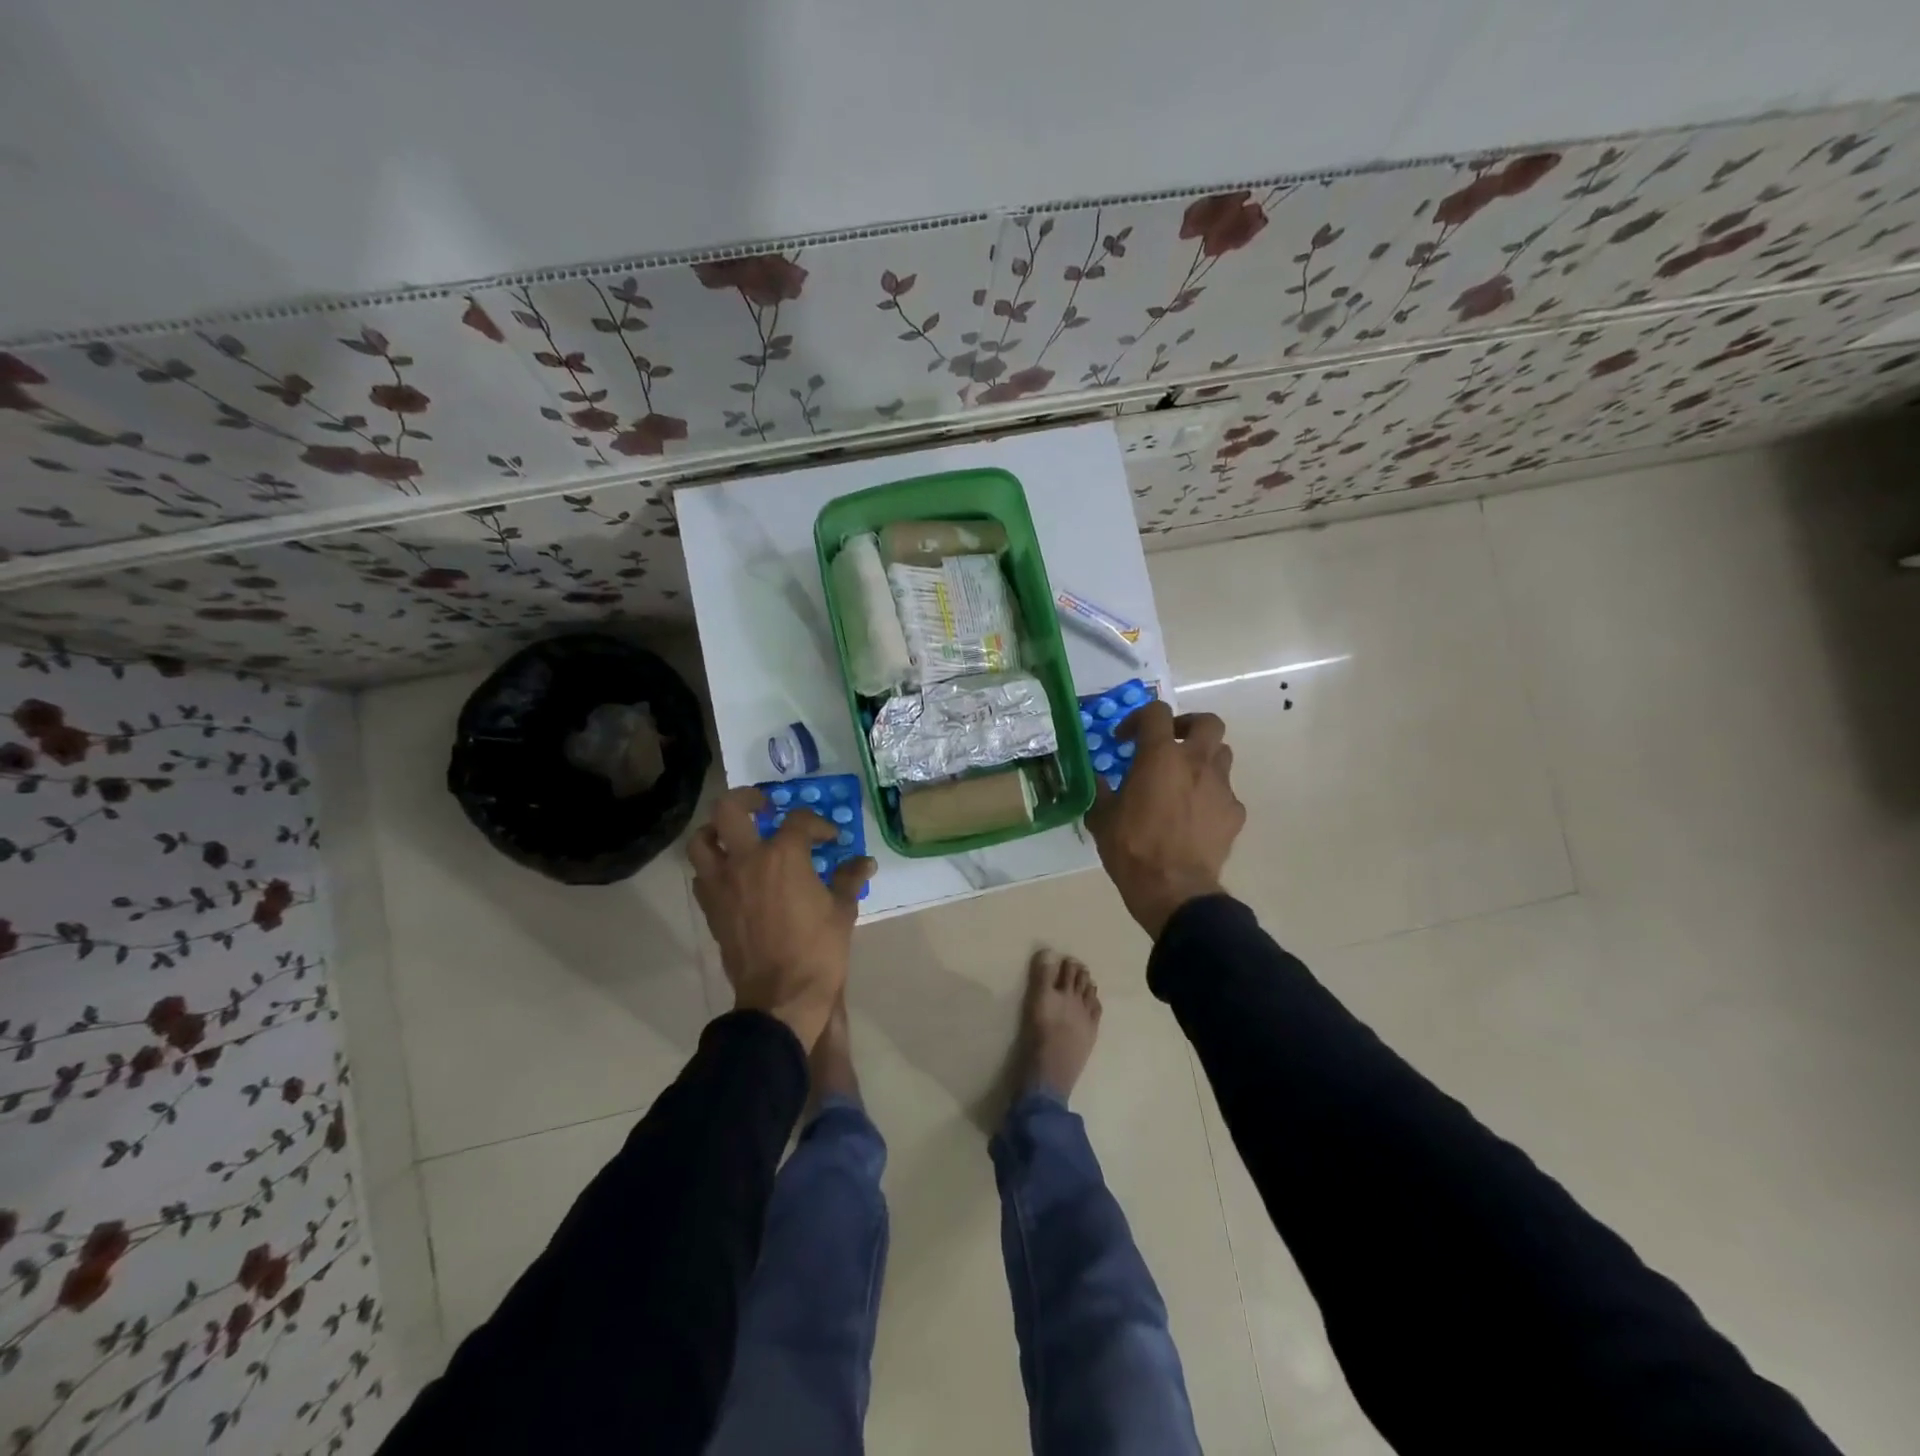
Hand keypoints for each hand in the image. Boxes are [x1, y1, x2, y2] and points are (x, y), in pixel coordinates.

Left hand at [689, 787, 874, 1050]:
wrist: (781, 996)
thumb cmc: (818, 950)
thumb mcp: (843, 911)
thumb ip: (850, 878)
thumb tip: (865, 862)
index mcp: (784, 855)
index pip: (799, 822)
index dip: (818, 825)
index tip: (830, 838)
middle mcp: (746, 860)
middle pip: (730, 810)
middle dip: (747, 799)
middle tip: (764, 806)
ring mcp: (722, 884)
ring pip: (701, 841)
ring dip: (716, 831)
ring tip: (734, 834)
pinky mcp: (711, 908)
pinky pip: (702, 875)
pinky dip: (713, 867)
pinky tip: (732, 875)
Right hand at [1085, 702, 1244, 939]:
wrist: (1174, 890)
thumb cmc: (1132, 849)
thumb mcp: (1102, 818)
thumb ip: (1102, 792)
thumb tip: (1099, 780)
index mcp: (1160, 757)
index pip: (1156, 713)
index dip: (1138, 719)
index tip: (1125, 739)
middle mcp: (1196, 763)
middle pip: (1208, 722)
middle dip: (1188, 726)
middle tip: (1170, 742)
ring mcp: (1221, 787)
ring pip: (1222, 755)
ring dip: (1203, 759)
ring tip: (1184, 779)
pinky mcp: (1235, 813)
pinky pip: (1226, 793)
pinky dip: (1211, 796)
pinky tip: (1196, 816)